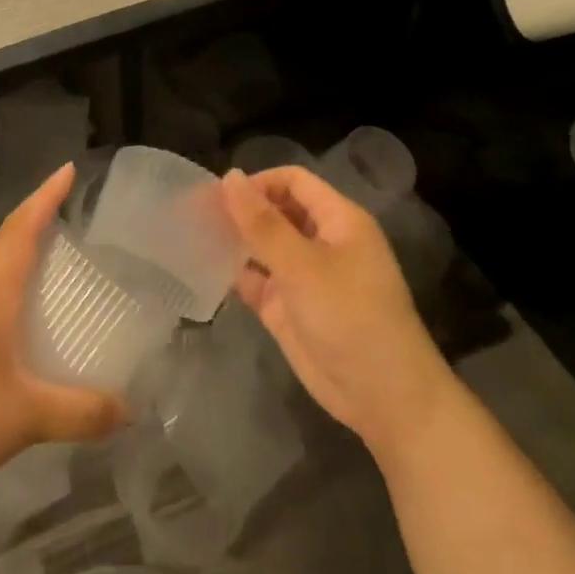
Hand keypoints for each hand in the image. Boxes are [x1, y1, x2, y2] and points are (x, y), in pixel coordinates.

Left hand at [0, 164, 125, 508]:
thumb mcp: (26, 419)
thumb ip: (81, 413)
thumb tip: (128, 412)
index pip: (21, 229)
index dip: (45, 197)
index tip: (67, 170)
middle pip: (2, 249)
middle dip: (35, 233)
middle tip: (71, 238)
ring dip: (15, 272)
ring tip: (46, 290)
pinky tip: (7, 342)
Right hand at [220, 166, 451, 464]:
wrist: (382, 396)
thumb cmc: (350, 317)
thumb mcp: (303, 265)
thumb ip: (262, 223)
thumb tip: (230, 177)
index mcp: (338, 220)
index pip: (294, 182)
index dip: (259, 183)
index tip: (219, 196)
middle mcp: (321, 242)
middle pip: (277, 212)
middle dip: (241, 211)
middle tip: (195, 214)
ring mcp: (303, 276)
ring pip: (264, 247)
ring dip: (235, 241)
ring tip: (192, 237)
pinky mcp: (288, 308)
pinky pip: (258, 281)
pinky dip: (235, 275)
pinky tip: (204, 271)